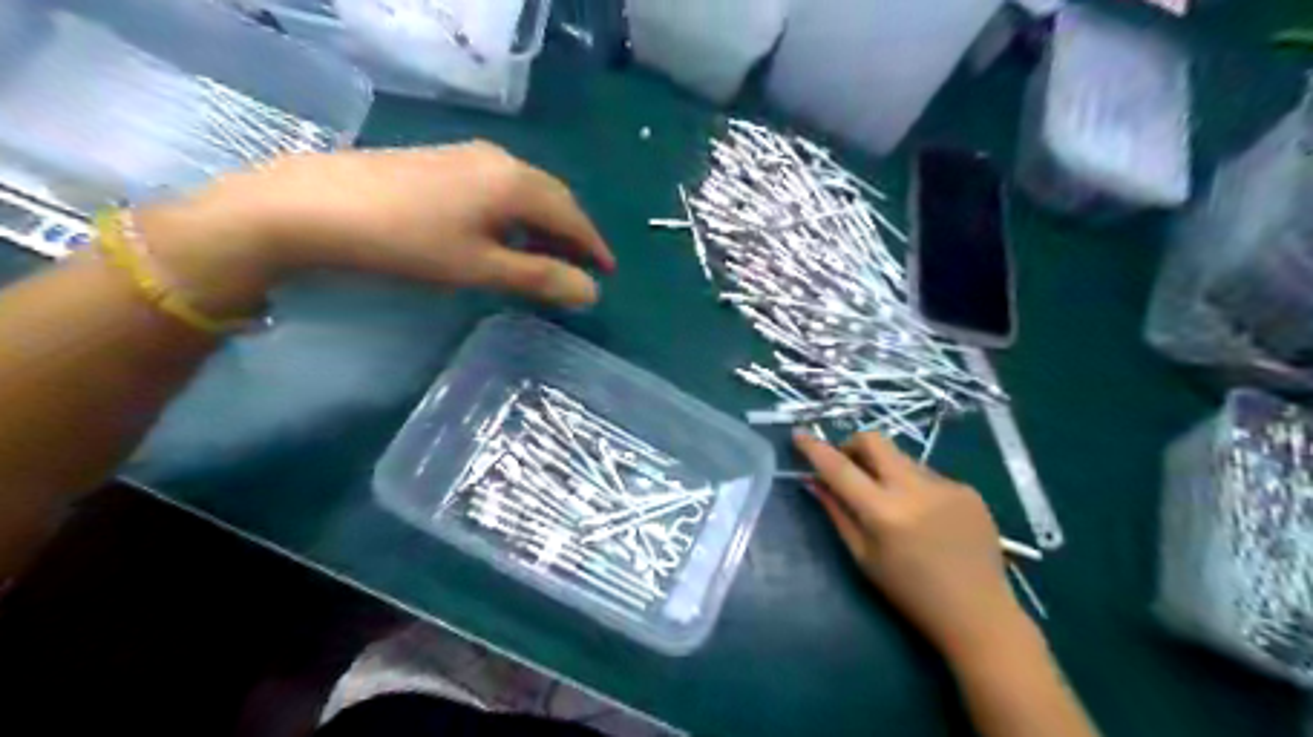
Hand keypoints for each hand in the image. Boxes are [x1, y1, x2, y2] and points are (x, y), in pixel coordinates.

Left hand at [143, 140, 615, 309]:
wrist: (313, 206)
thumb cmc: (407, 243)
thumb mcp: (480, 268)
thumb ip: (540, 278)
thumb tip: (592, 293)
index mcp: (516, 183)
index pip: (572, 216)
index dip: (593, 246)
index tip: (607, 272)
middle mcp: (500, 160)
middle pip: (553, 197)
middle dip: (572, 233)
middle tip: (581, 266)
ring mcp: (468, 155)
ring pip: (525, 191)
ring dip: (543, 224)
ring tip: (545, 256)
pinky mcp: (443, 161)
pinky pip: (499, 186)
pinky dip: (516, 213)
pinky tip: (502, 233)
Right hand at [788, 432, 1023, 662]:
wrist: (979, 614)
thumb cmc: (910, 594)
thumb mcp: (863, 557)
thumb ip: (836, 513)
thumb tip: (813, 481)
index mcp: (884, 512)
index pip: (840, 468)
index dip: (815, 448)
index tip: (799, 435)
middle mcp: (915, 489)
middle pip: (874, 440)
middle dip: (853, 445)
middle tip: (847, 466)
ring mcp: (946, 485)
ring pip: (901, 458)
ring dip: (885, 470)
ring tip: (892, 504)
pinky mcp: (967, 489)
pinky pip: (927, 474)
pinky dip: (913, 486)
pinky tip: (925, 518)